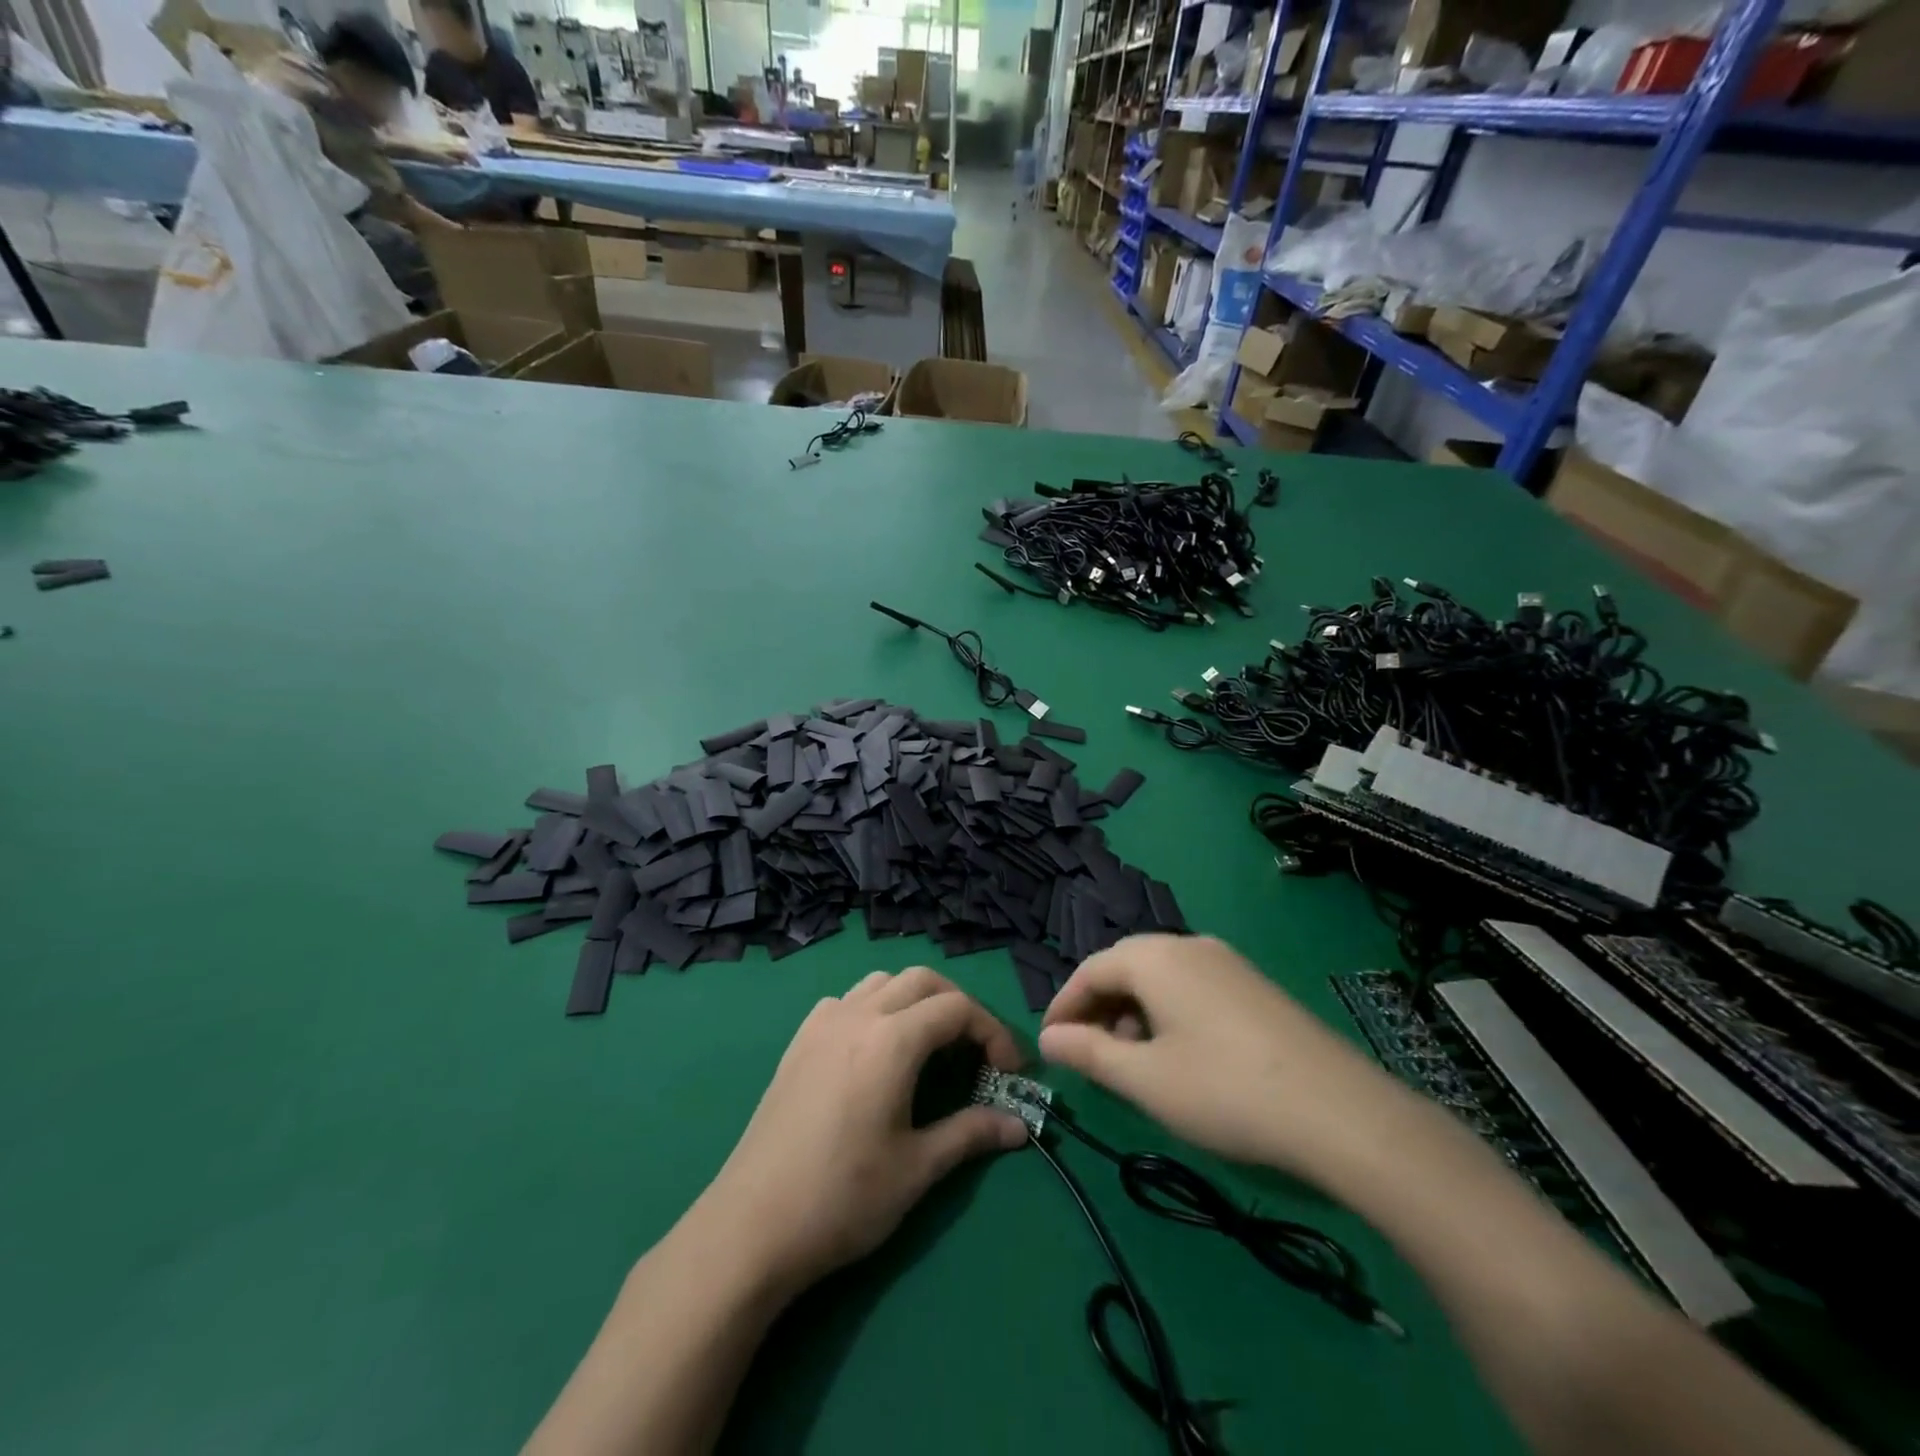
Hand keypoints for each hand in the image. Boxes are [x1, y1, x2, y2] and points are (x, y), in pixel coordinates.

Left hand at [696, 968, 1029, 1295]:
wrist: (751, 1226)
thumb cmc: (842, 1198)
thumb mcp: (917, 1169)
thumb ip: (971, 1134)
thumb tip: (1019, 1127)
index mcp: (892, 1039)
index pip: (958, 1008)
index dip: (993, 1032)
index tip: (1010, 1071)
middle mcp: (858, 1015)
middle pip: (922, 980)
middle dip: (958, 1006)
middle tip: (975, 1052)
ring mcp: (823, 1024)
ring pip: (882, 983)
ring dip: (915, 1000)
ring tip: (929, 1046)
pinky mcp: (798, 1041)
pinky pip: (846, 1001)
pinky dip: (874, 1008)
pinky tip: (874, 1051)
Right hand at [1040, 934, 1408, 1177]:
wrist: (1340, 1111)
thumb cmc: (1224, 1090)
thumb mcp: (1145, 1079)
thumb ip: (1089, 1053)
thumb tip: (1048, 1039)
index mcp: (1155, 957)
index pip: (1090, 970)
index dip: (1063, 1006)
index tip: (1050, 1044)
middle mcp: (1188, 945)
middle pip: (1125, 967)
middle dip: (1098, 1009)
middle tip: (1087, 1055)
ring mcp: (1227, 962)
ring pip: (1160, 978)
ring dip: (1133, 1013)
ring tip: (1133, 1062)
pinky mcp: (1253, 985)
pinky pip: (1192, 987)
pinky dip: (1168, 1014)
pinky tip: (1179, 1056)